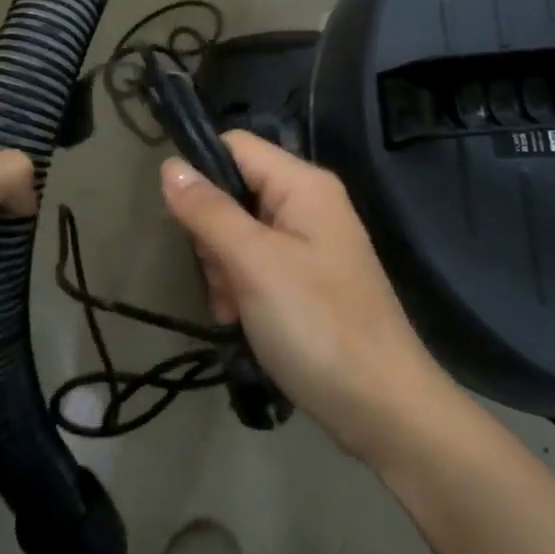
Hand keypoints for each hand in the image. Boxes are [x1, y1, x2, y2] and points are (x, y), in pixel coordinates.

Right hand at [160, 131, 451, 463]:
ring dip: (225, 271)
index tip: (181, 221)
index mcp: (304, 184)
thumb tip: (170, 165)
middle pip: (234, 192)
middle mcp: (310, 204)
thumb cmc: (318, 325)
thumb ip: (210, 212)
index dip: (201, 172)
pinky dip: (243, 290)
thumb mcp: (254, 264)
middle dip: (214, 237)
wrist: (384, 408)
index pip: (236, 145)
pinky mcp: (309, 280)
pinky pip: (258, 265)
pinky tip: (243, 322)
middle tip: (224, 280)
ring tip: (236, 311)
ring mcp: (311, 243)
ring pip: (240, 233)